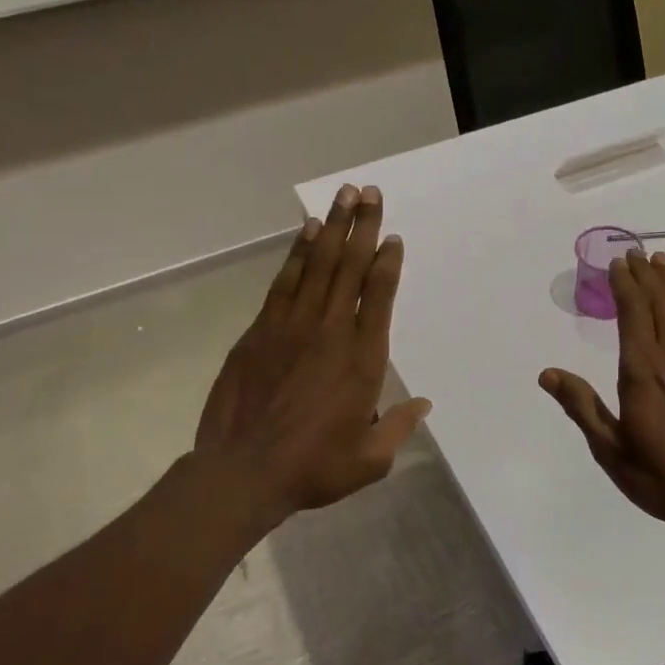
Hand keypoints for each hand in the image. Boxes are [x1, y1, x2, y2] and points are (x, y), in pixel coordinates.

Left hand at [188, 184, 429, 537]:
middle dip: (362, 227)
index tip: (393, 237)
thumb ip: (399, 427)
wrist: (242, 472)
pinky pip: (285, 282)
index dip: (387, 263)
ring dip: (332, 229)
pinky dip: (297, 254)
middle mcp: (331, 332)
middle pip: (350, 268)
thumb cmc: (314, 467)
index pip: (379, 297)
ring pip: (317, 266)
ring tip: (343, 196)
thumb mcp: (370, 459)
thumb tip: (422, 404)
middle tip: (369, 192)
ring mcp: (292, 327)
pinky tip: (307, 233)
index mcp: (363, 360)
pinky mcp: (260, 331)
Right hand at [539, 250, 664, 541]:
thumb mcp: (611, 450)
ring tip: (662, 263)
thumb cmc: (664, 478)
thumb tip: (548, 373)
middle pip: (661, 302)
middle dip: (647, 275)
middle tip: (637, 253)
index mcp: (644, 370)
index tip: (617, 263)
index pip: (633, 312)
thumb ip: (582, 406)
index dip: (625, 284)